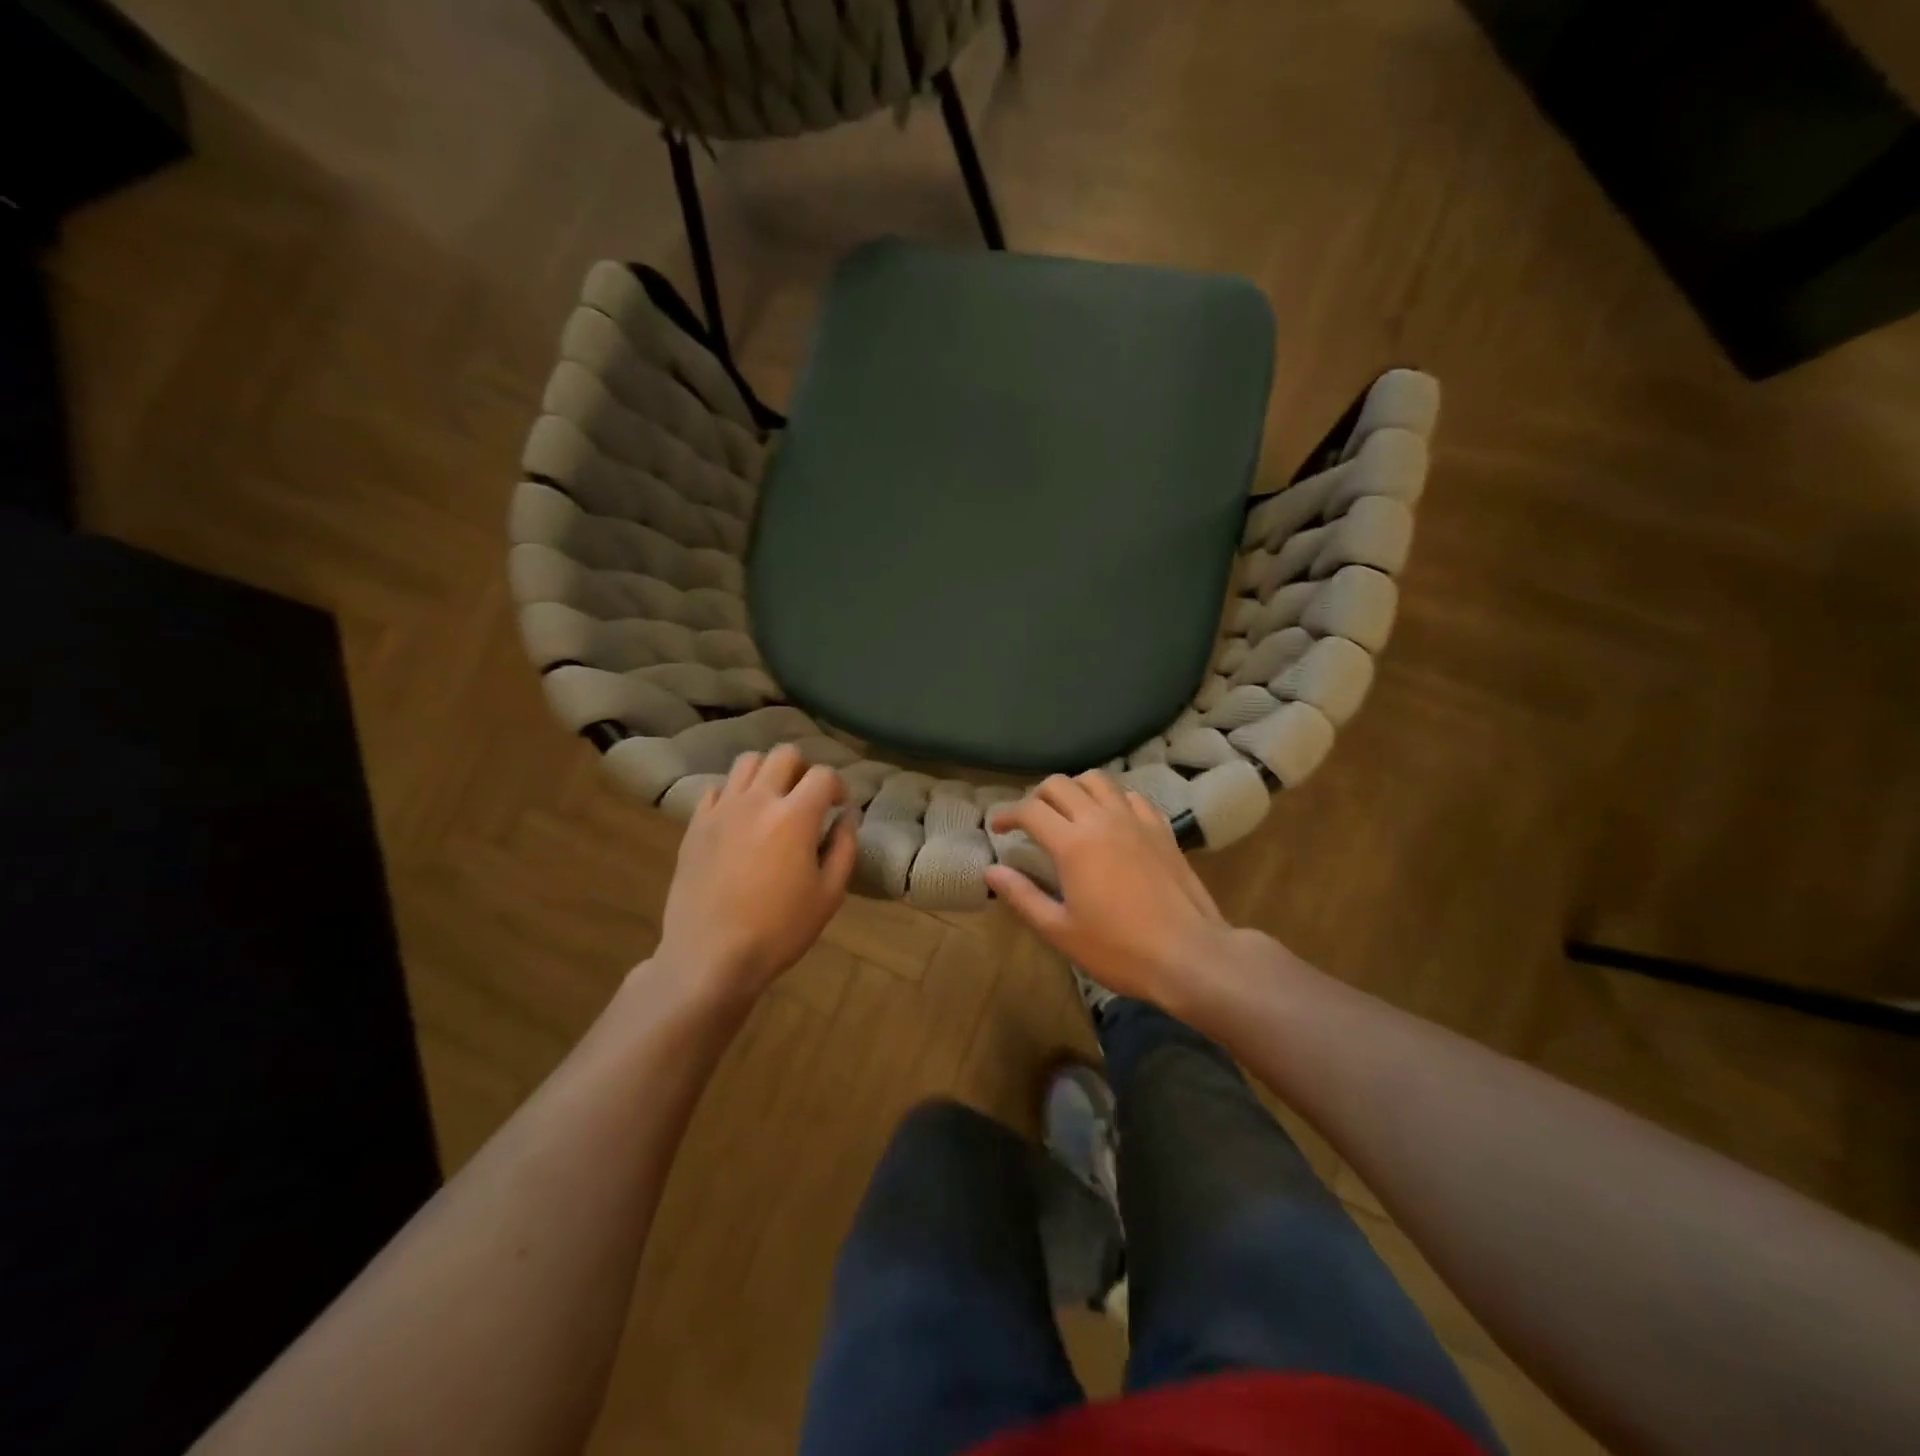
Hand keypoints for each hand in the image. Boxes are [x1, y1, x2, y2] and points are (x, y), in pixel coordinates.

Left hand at [654, 744, 857, 1002]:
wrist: (710, 956)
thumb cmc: (779, 930)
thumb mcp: (829, 895)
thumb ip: (844, 848)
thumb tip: (846, 817)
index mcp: (795, 816)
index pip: (823, 774)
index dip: (838, 786)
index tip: (838, 807)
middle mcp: (758, 800)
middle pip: (784, 755)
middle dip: (803, 770)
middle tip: (806, 799)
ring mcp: (722, 809)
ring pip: (747, 762)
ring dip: (767, 773)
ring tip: (772, 801)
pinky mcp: (696, 824)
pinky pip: (716, 789)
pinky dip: (733, 794)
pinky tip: (739, 819)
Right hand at [985, 771, 1231, 1012]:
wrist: (1189, 954)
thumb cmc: (1119, 949)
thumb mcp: (1060, 931)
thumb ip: (1023, 896)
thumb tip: (992, 870)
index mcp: (1073, 843)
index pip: (1030, 810)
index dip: (1006, 813)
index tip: (997, 827)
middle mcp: (1101, 820)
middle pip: (1060, 784)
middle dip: (1037, 796)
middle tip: (1030, 820)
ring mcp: (1135, 820)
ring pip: (1097, 780)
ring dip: (1075, 788)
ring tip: (1069, 811)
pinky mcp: (1161, 828)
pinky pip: (1131, 796)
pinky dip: (1112, 798)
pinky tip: (1110, 820)